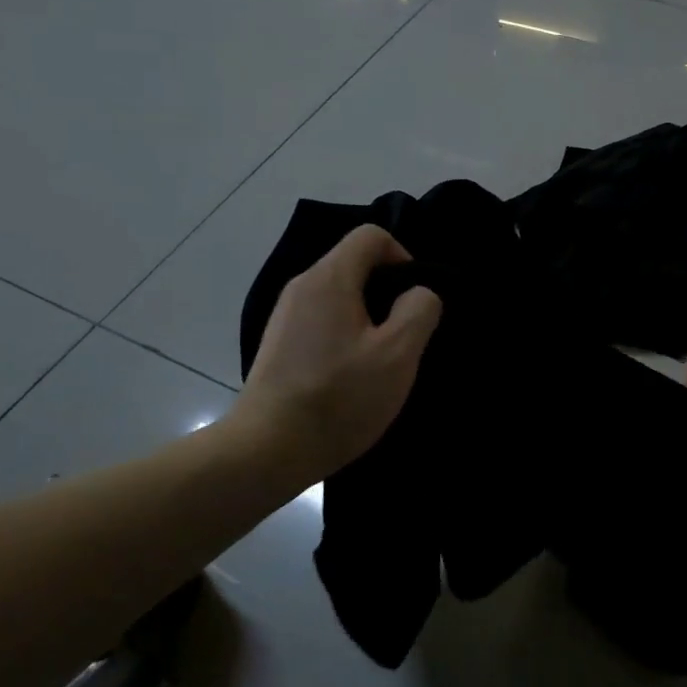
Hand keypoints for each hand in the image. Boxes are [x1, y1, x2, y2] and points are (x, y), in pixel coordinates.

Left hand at [230, 225, 442, 481]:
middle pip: (354, 265)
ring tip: (381, 360)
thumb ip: (419, 310)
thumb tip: (418, 294)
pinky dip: (345, 337)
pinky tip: (352, 376)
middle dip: (388, 293)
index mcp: (329, 279)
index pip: (371, 236)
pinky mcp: (278, 345)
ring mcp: (285, 317)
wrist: (267, 450)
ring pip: (340, 297)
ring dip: (368, 319)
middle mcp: (301, 287)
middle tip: (405, 335)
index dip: (403, 257)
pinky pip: (322, 322)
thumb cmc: (339, 397)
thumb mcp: (397, 354)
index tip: (415, 300)